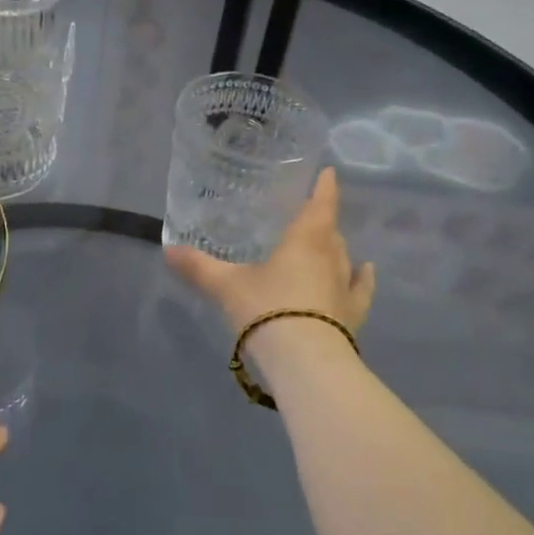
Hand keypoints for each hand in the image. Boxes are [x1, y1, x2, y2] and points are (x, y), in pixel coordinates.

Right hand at [165, 167, 375, 339]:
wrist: (305, 362)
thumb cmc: (266, 310)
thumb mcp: (225, 286)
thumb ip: (198, 267)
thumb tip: (168, 250)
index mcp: (304, 241)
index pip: (319, 205)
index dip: (324, 187)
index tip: (329, 172)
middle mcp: (330, 258)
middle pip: (330, 232)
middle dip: (321, 221)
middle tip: (307, 215)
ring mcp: (345, 287)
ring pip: (344, 258)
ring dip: (336, 248)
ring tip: (327, 243)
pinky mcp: (353, 315)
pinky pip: (360, 289)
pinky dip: (362, 278)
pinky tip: (365, 271)